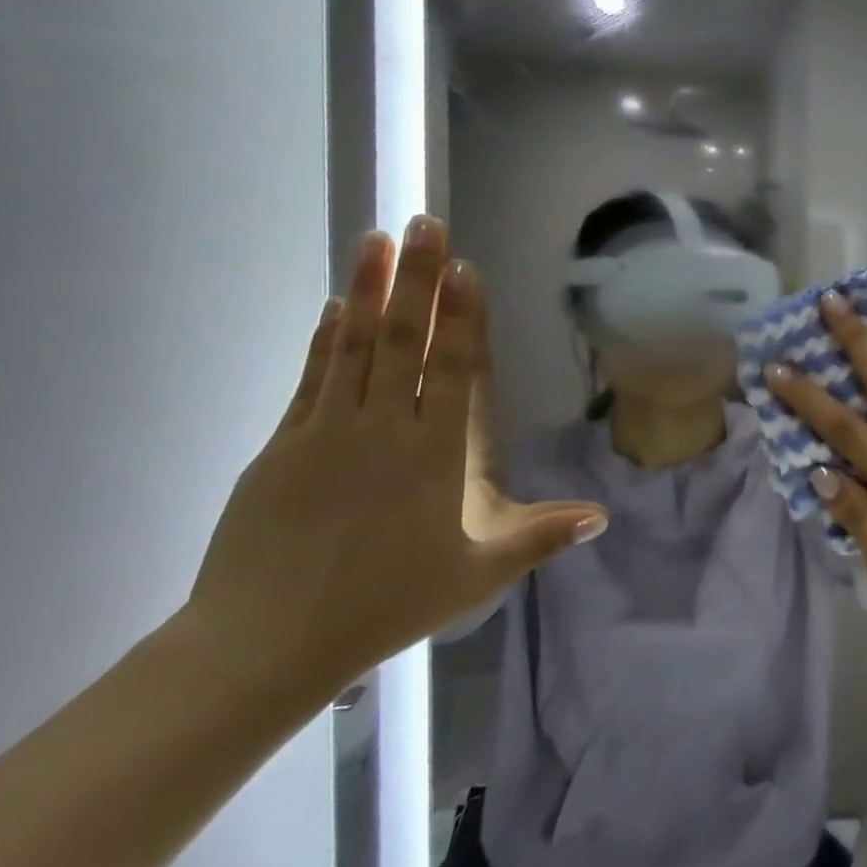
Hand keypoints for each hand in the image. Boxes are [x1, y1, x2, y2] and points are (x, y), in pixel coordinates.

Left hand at [182, 217, 608, 700]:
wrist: (264, 643)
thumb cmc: (385, 606)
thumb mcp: (477, 576)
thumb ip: (540, 538)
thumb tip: (603, 517)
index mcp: (432, 456)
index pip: (451, 370)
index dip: (460, 315)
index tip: (462, 267)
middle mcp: (381, 430)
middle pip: (403, 341)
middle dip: (417, 279)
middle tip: (424, 223)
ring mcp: (325, 434)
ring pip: (353, 347)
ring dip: (369, 290)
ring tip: (378, 241)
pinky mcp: (282, 448)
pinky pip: (311, 379)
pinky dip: (325, 339)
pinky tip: (336, 307)